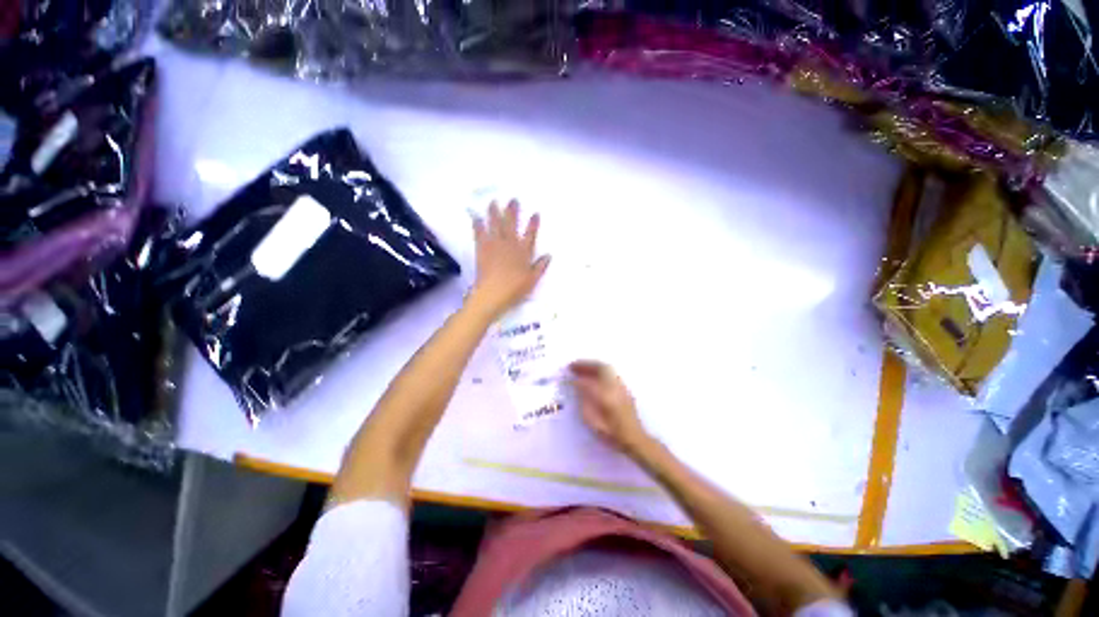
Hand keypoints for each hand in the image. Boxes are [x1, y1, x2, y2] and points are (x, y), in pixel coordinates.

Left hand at [469, 200, 549, 318]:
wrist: (493, 293)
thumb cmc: (515, 289)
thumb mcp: (532, 280)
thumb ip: (540, 267)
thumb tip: (548, 255)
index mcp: (523, 252)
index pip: (530, 235)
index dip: (533, 224)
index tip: (535, 213)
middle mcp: (510, 245)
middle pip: (511, 225)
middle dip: (513, 211)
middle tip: (513, 199)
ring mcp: (495, 245)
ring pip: (495, 225)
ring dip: (494, 212)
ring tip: (493, 202)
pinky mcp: (482, 249)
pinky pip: (479, 233)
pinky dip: (478, 224)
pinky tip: (476, 216)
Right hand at [570, 361, 651, 454]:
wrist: (634, 439)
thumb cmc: (612, 434)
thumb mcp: (593, 422)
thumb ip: (584, 402)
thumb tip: (578, 386)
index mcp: (606, 395)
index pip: (589, 380)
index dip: (577, 377)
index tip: (568, 373)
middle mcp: (615, 387)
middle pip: (600, 368)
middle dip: (586, 365)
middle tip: (573, 365)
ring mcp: (621, 386)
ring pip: (607, 368)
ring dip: (593, 366)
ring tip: (581, 368)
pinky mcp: (624, 389)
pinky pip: (611, 373)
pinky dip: (600, 370)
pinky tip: (593, 375)